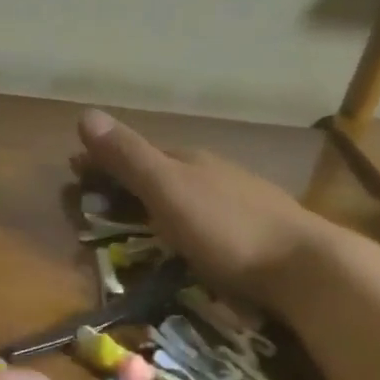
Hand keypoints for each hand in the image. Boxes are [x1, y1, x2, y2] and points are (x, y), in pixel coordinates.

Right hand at [75, 109, 334, 305]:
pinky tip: (189, 235)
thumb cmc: (226, 228)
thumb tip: (85, 114)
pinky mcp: (258, 229)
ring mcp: (240, 199)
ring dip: (158, 200)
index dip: (103, 161)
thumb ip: (128, 157)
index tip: (75, 171)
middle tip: (99, 200)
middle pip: (162, 170)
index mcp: (189, 160)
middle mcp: (214, 172)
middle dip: (128, 180)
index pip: (135, 153)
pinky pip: (208, 216)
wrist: (305, 266)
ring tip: (137, 220)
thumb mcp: (168, 190)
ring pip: (188, 193)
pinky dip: (185, 219)